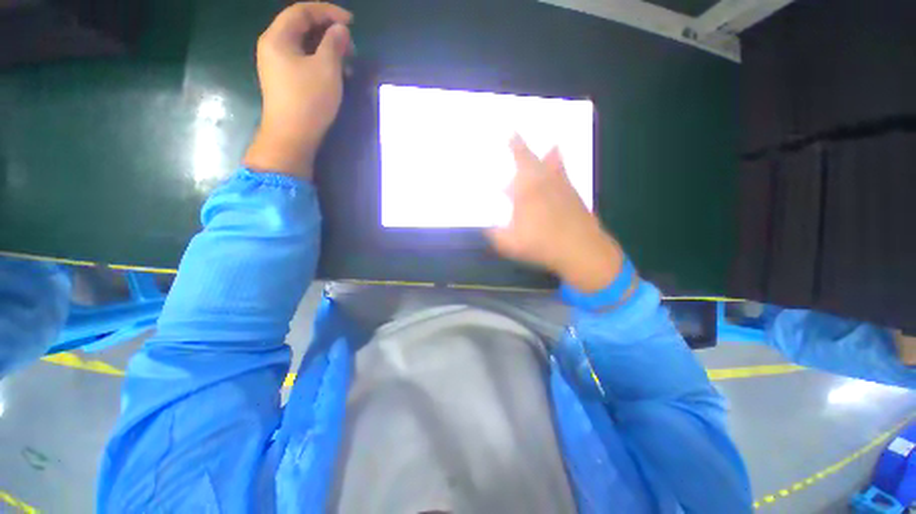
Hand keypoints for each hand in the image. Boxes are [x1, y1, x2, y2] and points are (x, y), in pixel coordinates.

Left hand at [243, 2, 353, 177]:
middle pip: (301, 27)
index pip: (302, 11)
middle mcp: (273, 46)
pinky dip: (321, 62)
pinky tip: (337, 74)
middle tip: (351, 44)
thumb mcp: (327, 68)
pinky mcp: (285, 81)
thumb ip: (334, 43)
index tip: (351, 21)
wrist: (292, 136)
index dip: (328, 11)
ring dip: (327, 49)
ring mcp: (277, 65)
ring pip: (304, 46)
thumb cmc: (309, 100)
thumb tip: (341, 30)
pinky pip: (304, 62)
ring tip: (348, 61)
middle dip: (328, 31)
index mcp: (278, 37)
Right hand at [486, 136, 624, 292]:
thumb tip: (487, 228)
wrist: (580, 249)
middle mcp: (545, 182)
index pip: (519, 162)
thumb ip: (495, 234)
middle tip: (517, 137)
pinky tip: (559, 177)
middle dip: (524, 147)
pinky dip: (561, 171)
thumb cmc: (541, 244)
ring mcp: (562, 188)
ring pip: (555, 164)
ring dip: (550, 155)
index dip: (514, 145)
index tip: (510, 132)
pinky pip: (565, 177)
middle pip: (534, 159)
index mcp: (527, 189)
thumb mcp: (509, 243)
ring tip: (551, 147)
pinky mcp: (574, 197)